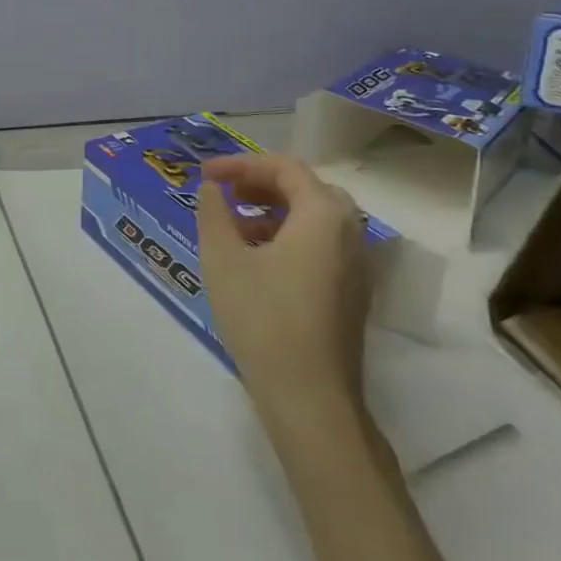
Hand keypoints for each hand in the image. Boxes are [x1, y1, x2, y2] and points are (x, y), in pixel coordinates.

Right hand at [197, 152, 369, 426]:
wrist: (309, 396)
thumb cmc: (263, 317)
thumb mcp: (223, 258)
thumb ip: (214, 213)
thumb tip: (211, 190)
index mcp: (323, 215)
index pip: (284, 168)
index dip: (240, 164)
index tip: (204, 175)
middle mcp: (349, 232)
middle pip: (306, 189)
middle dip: (261, 184)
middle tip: (224, 193)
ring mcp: (356, 265)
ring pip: (315, 218)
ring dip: (273, 211)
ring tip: (233, 226)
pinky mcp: (352, 293)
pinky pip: (321, 245)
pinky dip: (288, 236)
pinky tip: (256, 259)